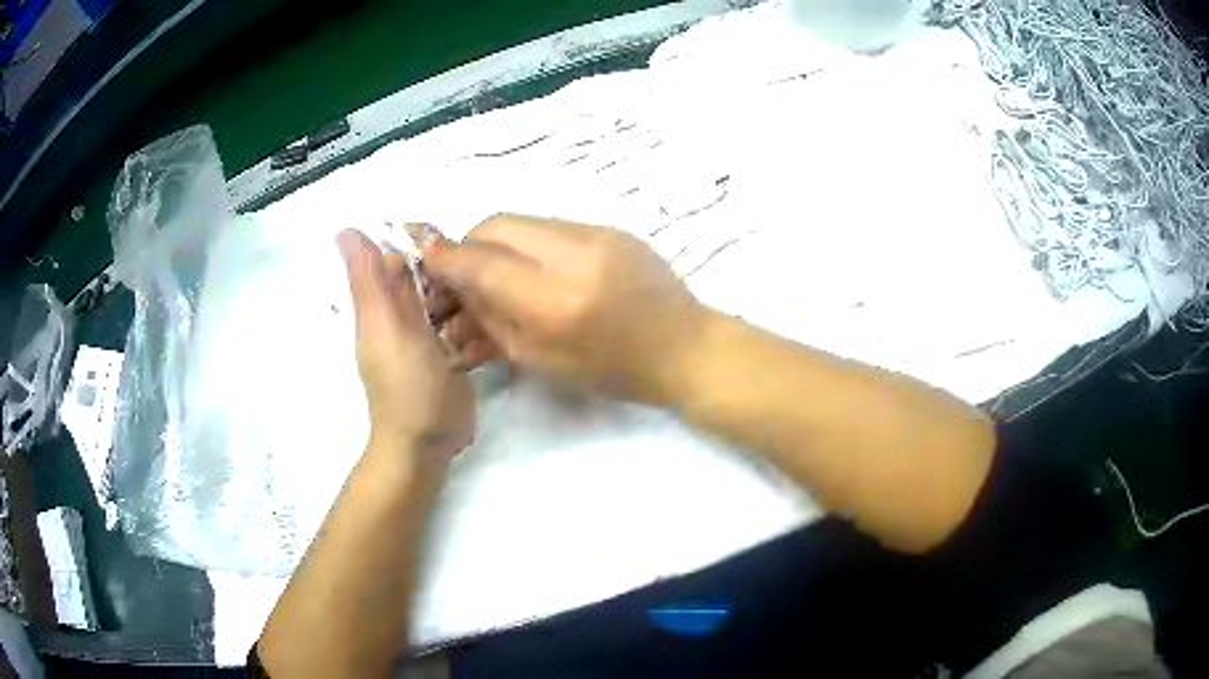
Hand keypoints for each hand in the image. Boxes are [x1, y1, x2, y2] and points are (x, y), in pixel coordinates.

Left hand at [337, 231, 474, 461]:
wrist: (427, 444)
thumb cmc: (405, 384)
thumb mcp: (384, 326)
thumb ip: (369, 280)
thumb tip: (345, 231)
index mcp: (381, 307)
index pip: (399, 258)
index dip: (423, 246)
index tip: (453, 244)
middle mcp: (401, 318)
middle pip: (427, 279)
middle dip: (451, 273)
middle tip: (481, 275)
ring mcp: (427, 339)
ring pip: (448, 301)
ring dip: (467, 298)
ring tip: (493, 299)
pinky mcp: (449, 358)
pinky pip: (463, 329)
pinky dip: (475, 325)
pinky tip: (494, 325)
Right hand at [423, 214, 709, 403]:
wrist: (684, 348)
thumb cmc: (614, 371)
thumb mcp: (541, 361)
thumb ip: (492, 320)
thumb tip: (456, 291)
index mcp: (553, 300)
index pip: (480, 263)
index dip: (445, 259)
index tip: (425, 260)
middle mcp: (572, 254)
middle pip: (496, 226)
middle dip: (469, 245)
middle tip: (464, 272)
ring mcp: (596, 233)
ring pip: (523, 220)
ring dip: (498, 242)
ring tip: (497, 272)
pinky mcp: (611, 227)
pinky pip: (551, 224)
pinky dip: (529, 241)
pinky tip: (533, 266)